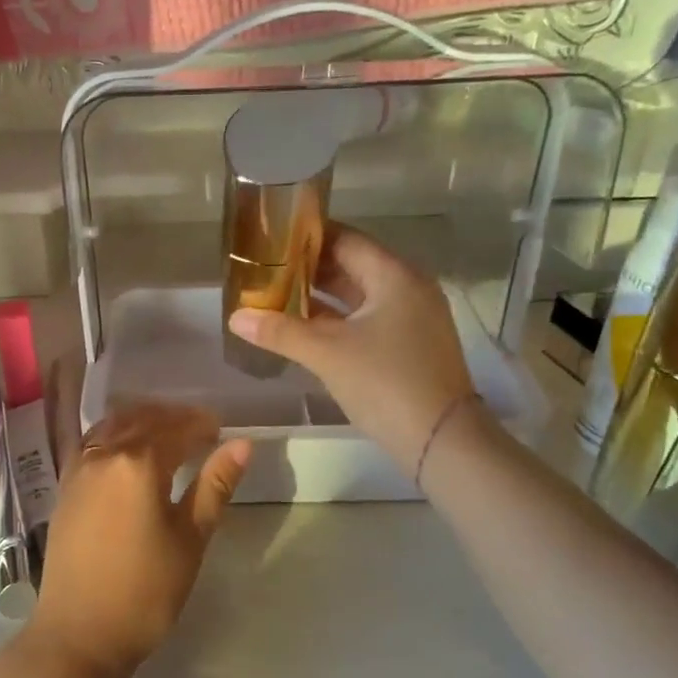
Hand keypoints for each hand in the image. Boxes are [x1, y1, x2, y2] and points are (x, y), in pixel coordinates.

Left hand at [32, 403, 252, 677]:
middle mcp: (104, 454)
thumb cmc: (144, 592)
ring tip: (167, 433)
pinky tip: (128, 450)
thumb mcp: (190, 540)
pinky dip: (115, 434)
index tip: (221, 429)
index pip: (176, 429)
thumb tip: (241, 445)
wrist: (79, 634)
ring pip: (113, 426)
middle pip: (142, 419)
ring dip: (142, 420)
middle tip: (200, 428)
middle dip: (173, 417)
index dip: (201, 425)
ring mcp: (78, 468)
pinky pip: (93, 442)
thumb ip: (214, 486)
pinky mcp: (65, 486)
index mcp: (138, 464)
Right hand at [229, 226, 489, 471]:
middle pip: (351, 265)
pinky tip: (303, 327)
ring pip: (357, 294)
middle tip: (265, 268)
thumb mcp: (327, 354)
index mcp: (394, 275)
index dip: (306, 236)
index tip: (270, 237)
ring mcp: (411, 317)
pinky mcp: (409, 343)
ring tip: (275, 295)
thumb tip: (235, 317)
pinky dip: (336, 319)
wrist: (442, 441)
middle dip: (308, 268)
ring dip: (320, 295)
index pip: (344, 239)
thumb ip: (280, 331)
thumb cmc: (385, 382)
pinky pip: (366, 318)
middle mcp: (407, 287)